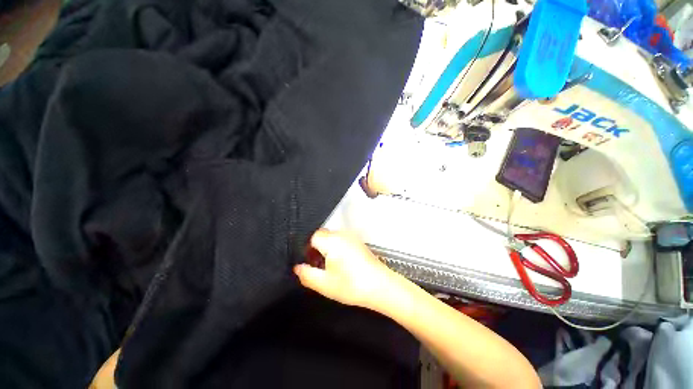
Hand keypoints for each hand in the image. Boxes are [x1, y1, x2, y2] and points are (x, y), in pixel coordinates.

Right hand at [294, 230, 399, 309]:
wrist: (380, 286)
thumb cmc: (351, 285)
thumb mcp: (324, 284)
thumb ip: (307, 274)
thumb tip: (297, 267)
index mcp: (332, 241)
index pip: (313, 237)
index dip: (308, 249)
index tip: (310, 263)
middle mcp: (342, 234)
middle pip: (322, 236)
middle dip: (317, 249)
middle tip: (319, 267)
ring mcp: (352, 237)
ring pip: (332, 238)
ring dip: (327, 249)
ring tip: (331, 267)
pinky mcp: (358, 242)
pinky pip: (342, 241)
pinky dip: (337, 249)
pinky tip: (343, 265)